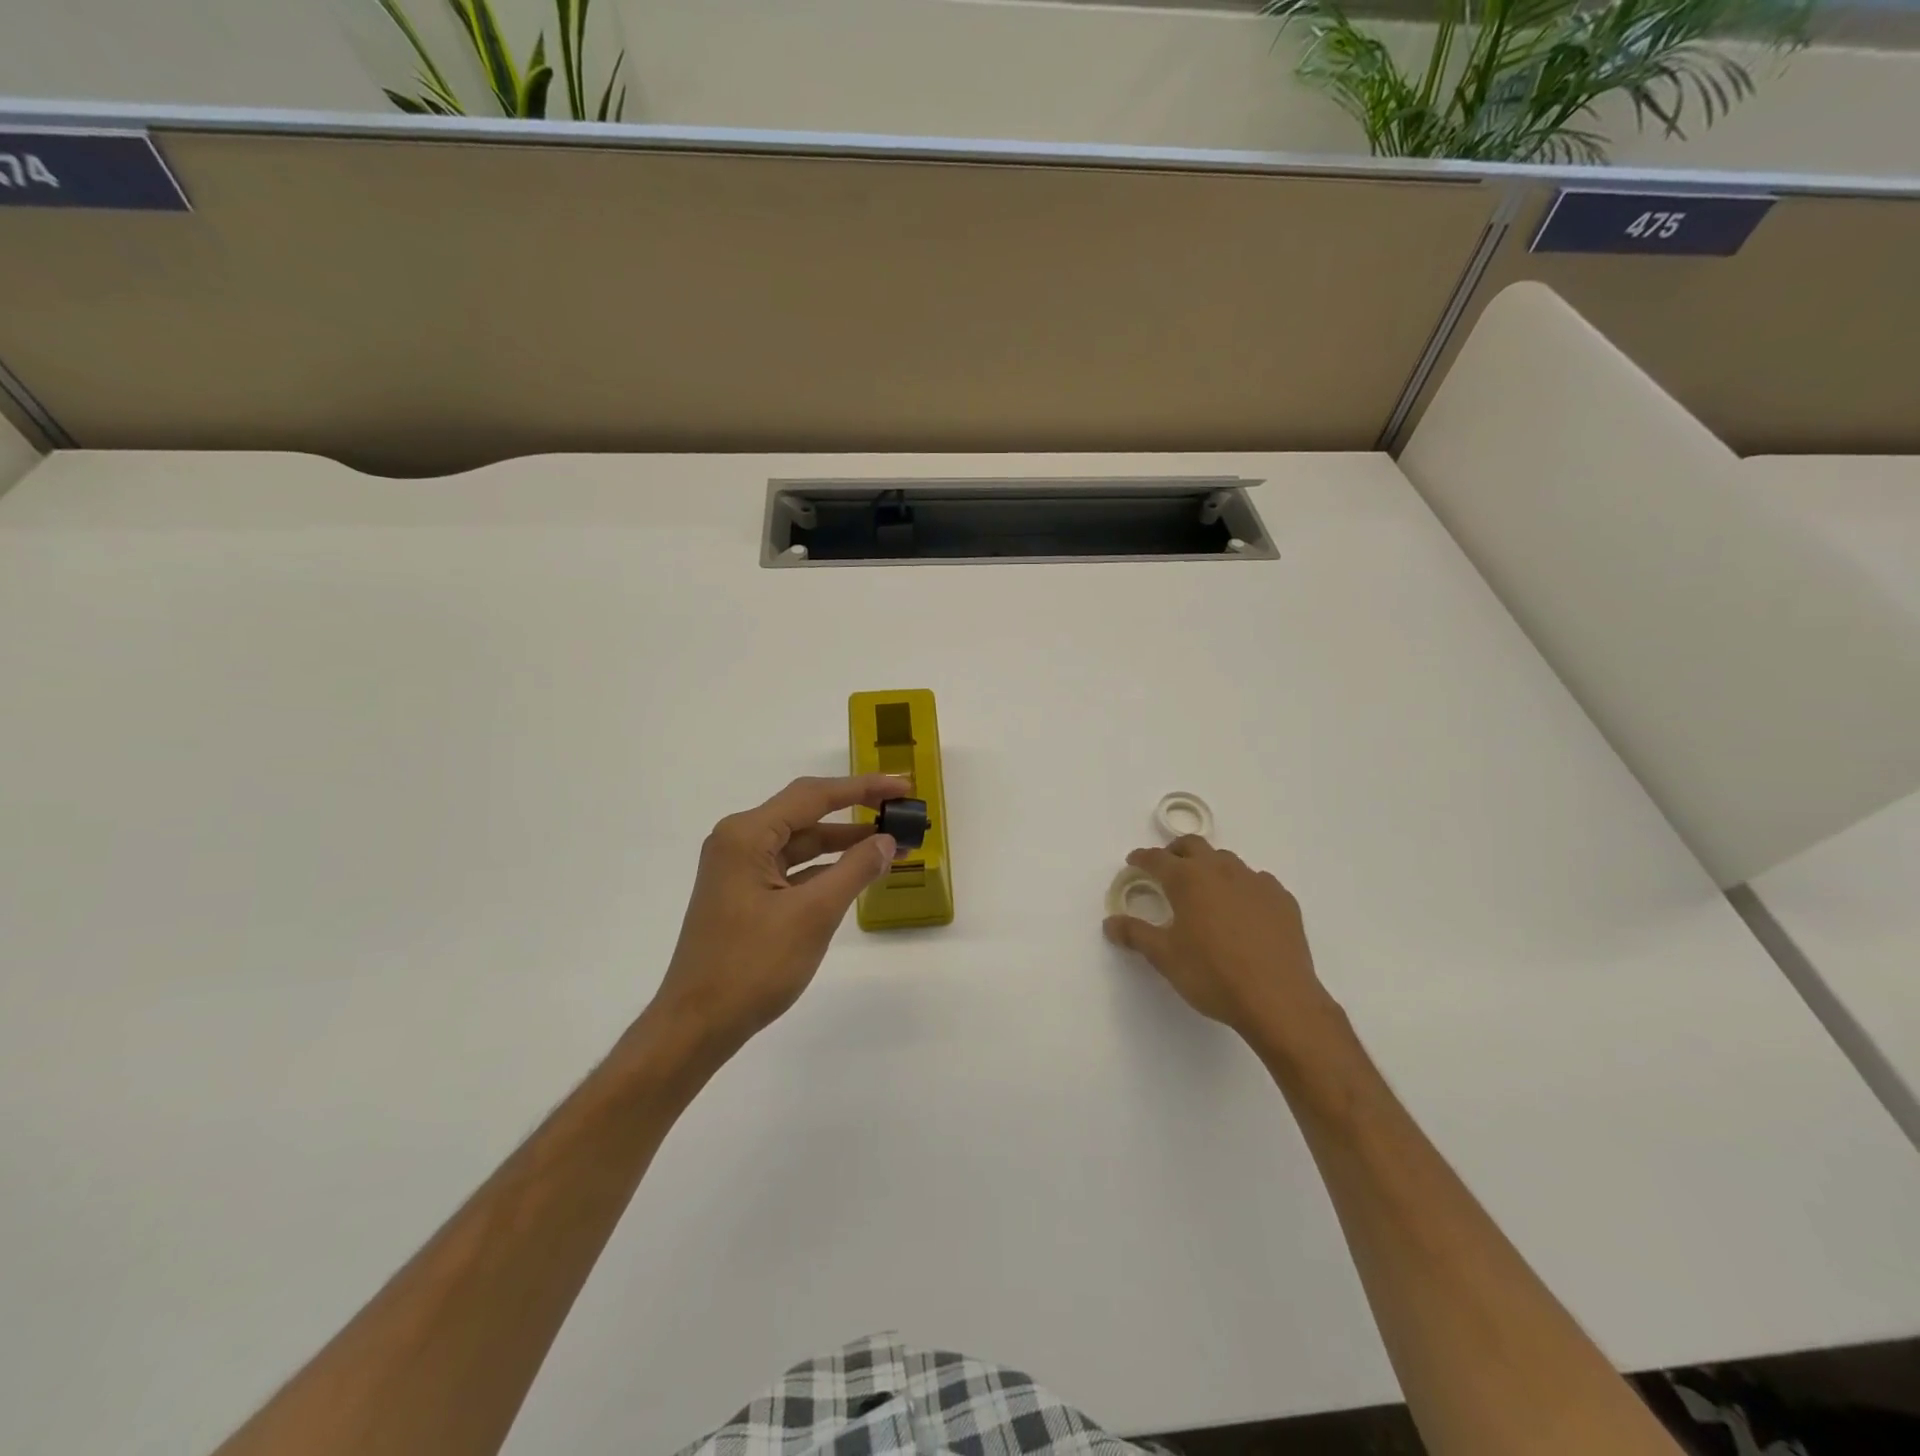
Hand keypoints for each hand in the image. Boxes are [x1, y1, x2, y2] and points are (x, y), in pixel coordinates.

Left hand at [646, 773, 910, 1060]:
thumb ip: (854, 871)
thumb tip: (887, 840)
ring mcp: (740, 869)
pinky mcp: (745, 894)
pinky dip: (825, 868)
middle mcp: (739, 842)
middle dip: (856, 813)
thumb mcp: (813, 914)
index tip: (903, 786)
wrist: (697, 1025)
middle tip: (901, 812)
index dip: (863, 788)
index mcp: (747, 835)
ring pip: (801, 843)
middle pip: (806, 813)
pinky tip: (857, 873)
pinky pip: (793, 868)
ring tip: (891, 844)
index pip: (813, 796)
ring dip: (844, 844)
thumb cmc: (752, 966)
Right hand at [1104, 836, 1340, 1054]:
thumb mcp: (1165, 957)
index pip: (1157, 858)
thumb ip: (1136, 935)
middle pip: (1194, 846)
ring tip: (1205, 889)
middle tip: (1167, 867)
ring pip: (1227, 861)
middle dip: (1176, 851)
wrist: (1278, 1000)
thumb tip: (1110, 923)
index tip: (1134, 862)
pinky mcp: (1283, 900)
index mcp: (1188, 879)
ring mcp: (1256, 882)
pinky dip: (1242, 887)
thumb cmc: (1212, 975)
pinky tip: (1243, 910)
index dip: (1142, 858)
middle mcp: (1221, 871)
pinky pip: (1257, 881)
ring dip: (1210, 867)